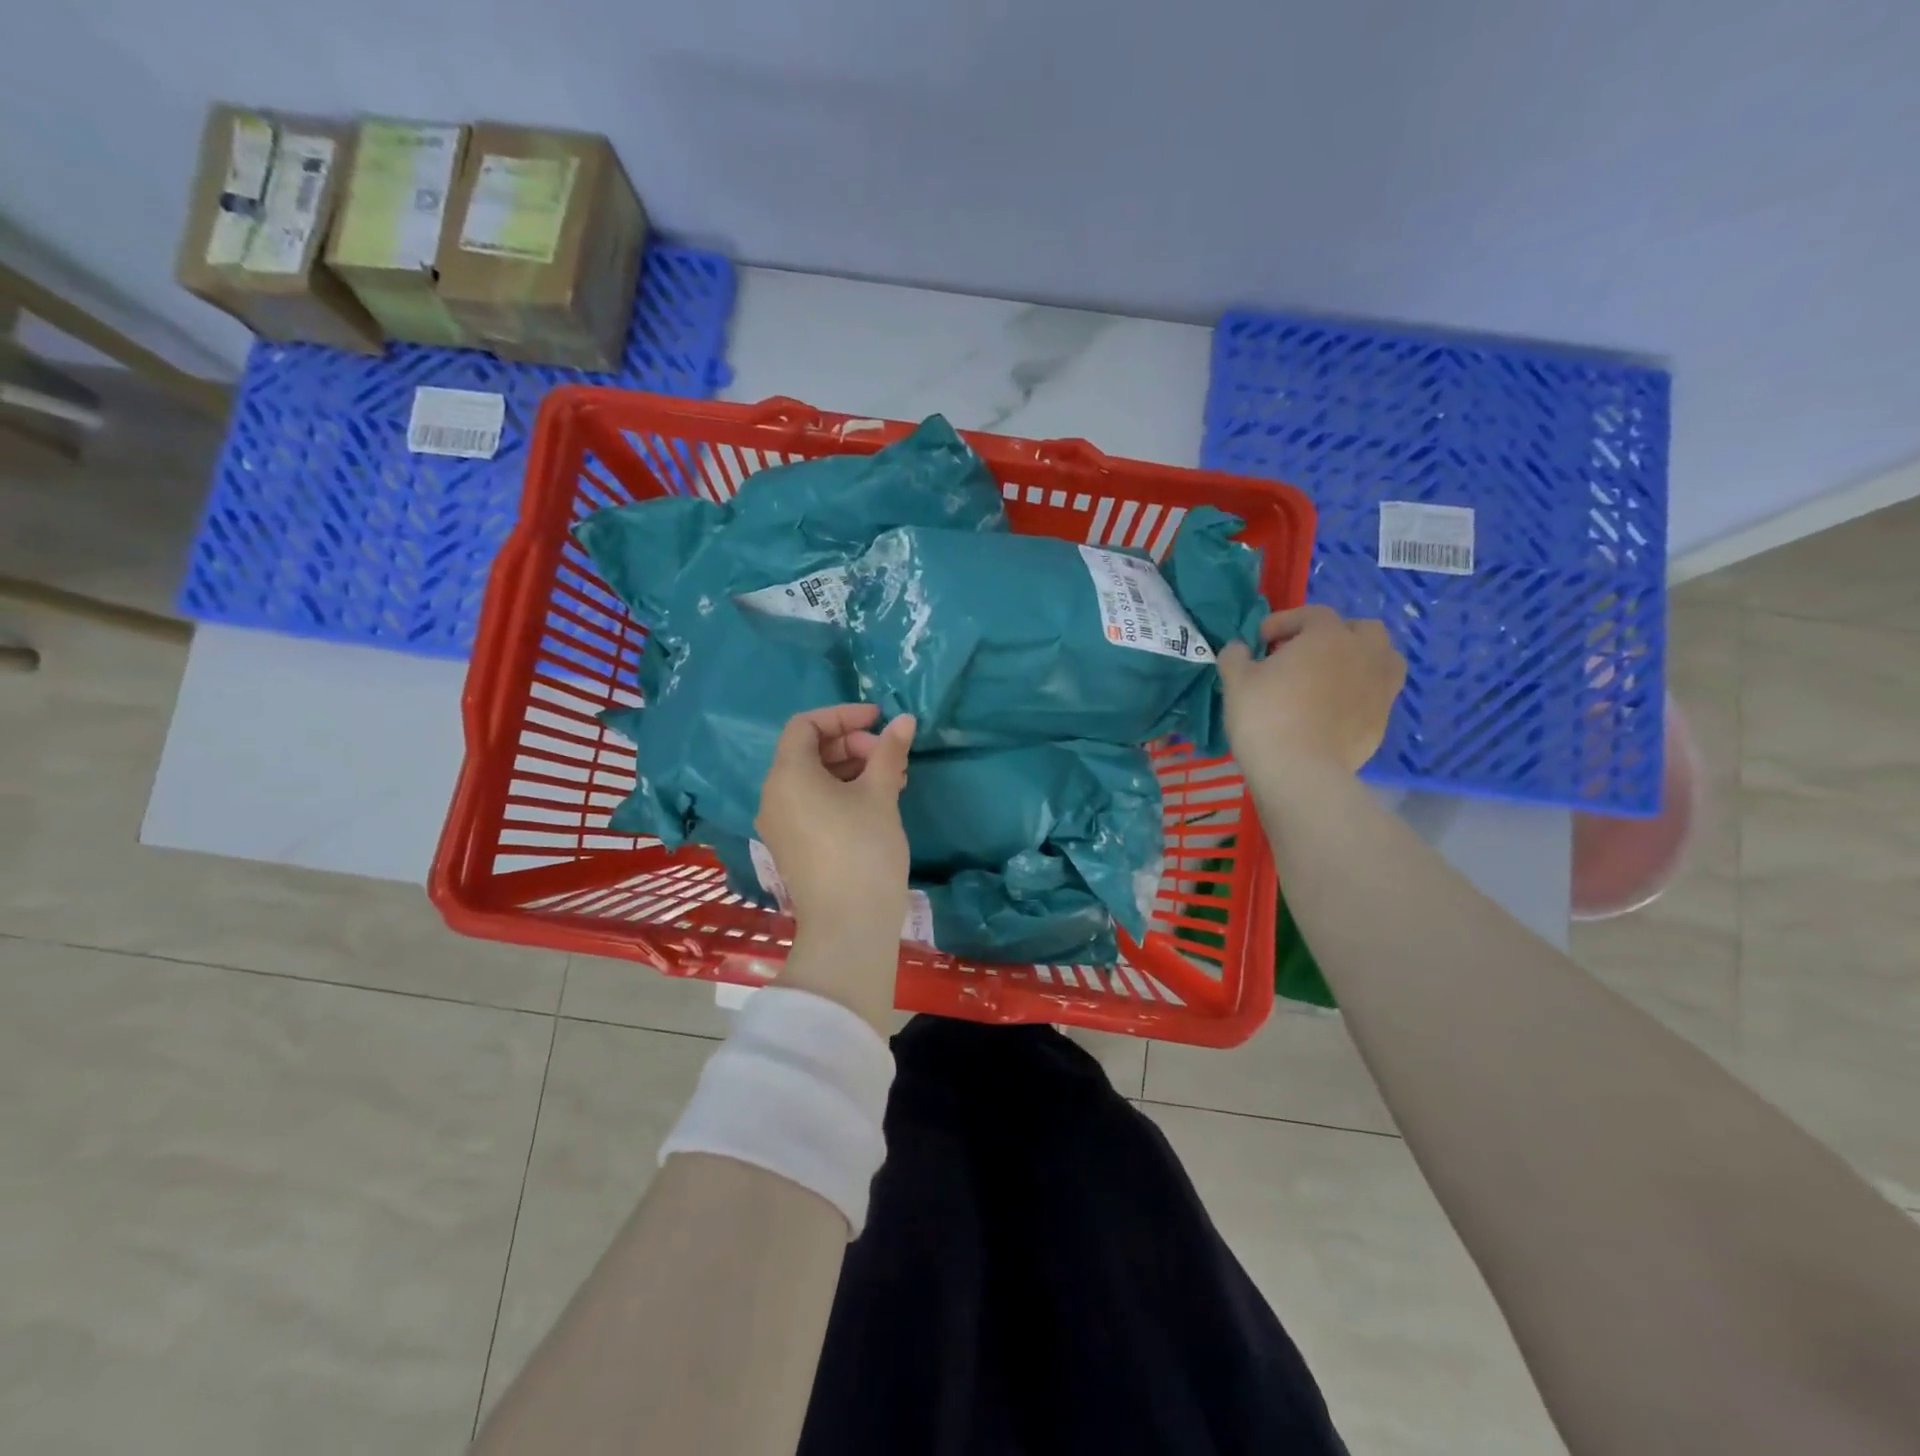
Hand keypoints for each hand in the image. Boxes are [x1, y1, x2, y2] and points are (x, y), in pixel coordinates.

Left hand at [756, 705, 915, 1024]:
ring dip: (851, 770)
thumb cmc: (863, 850)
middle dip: (852, 745)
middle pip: (809, 751)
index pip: (806, 725)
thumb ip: (889, 752)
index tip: (879, 720)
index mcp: (788, 775)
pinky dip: (841, 793)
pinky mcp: (791, 846)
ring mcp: (780, 823)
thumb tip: (905, 720)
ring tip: (893, 780)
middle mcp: (774, 795)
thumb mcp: (880, 795)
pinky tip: (876, 803)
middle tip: (890, 757)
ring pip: (813, 779)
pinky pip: (812, 803)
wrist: (848, 926)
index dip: (843, 715)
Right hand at [1217, 606, 1405, 786]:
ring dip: (1359, 661)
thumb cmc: (1265, 716)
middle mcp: (1363, 655)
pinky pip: (1375, 696)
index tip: (1260, 640)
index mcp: (1328, 636)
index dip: (1285, 622)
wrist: (1299, 771)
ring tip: (1330, 678)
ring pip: (1382, 661)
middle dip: (1334, 636)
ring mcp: (1379, 689)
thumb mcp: (1236, 681)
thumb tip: (1239, 648)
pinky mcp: (1382, 721)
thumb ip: (1235, 656)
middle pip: (1362, 630)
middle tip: (1304, 655)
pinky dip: (1358, 695)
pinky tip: (1332, 711)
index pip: (1312, 614)